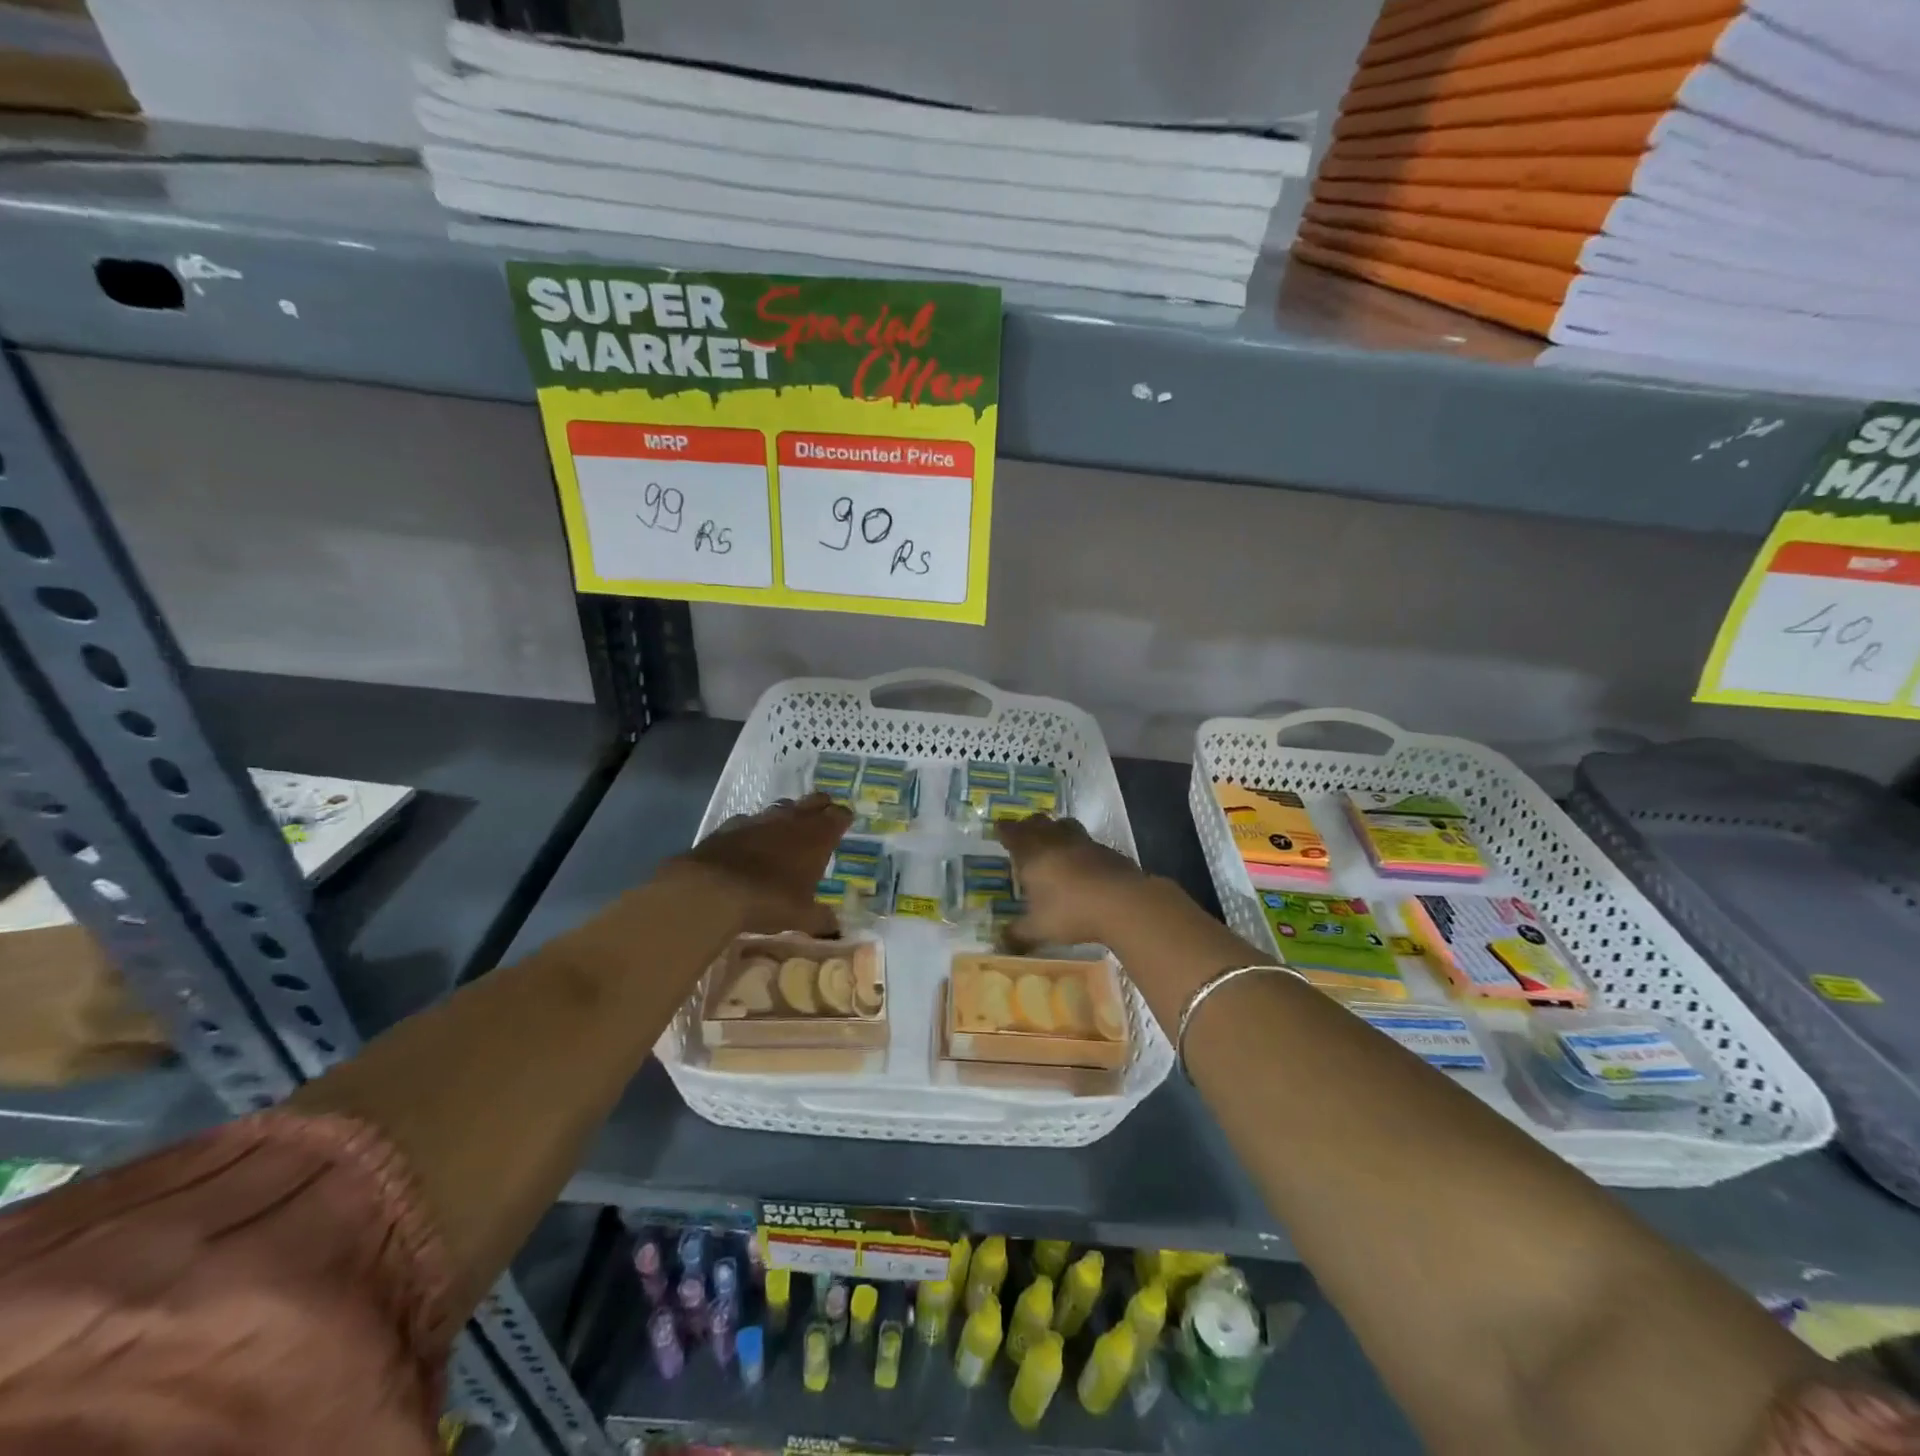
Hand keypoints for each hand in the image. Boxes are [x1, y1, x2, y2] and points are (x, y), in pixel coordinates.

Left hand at [659, 793, 851, 936]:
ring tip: (789, 825)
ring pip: (781, 807)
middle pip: (812, 802)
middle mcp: (791, 820)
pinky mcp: (729, 826)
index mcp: (816, 837)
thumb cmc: (769, 900)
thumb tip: (836, 930)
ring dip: (788, 813)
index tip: (846, 820)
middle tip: (823, 814)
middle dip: (820, 806)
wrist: (711, 891)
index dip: (843, 817)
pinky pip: (749, 820)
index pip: (838, 816)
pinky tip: (751, 839)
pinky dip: (756, 827)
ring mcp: (759, 820)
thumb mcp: (801, 917)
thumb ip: (821, 920)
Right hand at [997, 814, 1155, 948]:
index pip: (1013, 833)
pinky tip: (1082, 862)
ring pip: (1065, 825)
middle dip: (1028, 825)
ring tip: (1053, 841)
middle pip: (1038, 822)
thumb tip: (999, 942)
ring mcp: (1084, 842)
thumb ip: (1017, 933)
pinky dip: (1080, 847)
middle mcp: (1056, 841)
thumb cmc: (1071, 912)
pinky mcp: (1108, 851)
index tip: (999, 828)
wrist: (1123, 903)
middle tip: (1023, 832)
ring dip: (1056, 829)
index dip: (1005, 830)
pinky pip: (1088, 842)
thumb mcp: (1039, 928)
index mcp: (1033, 853)